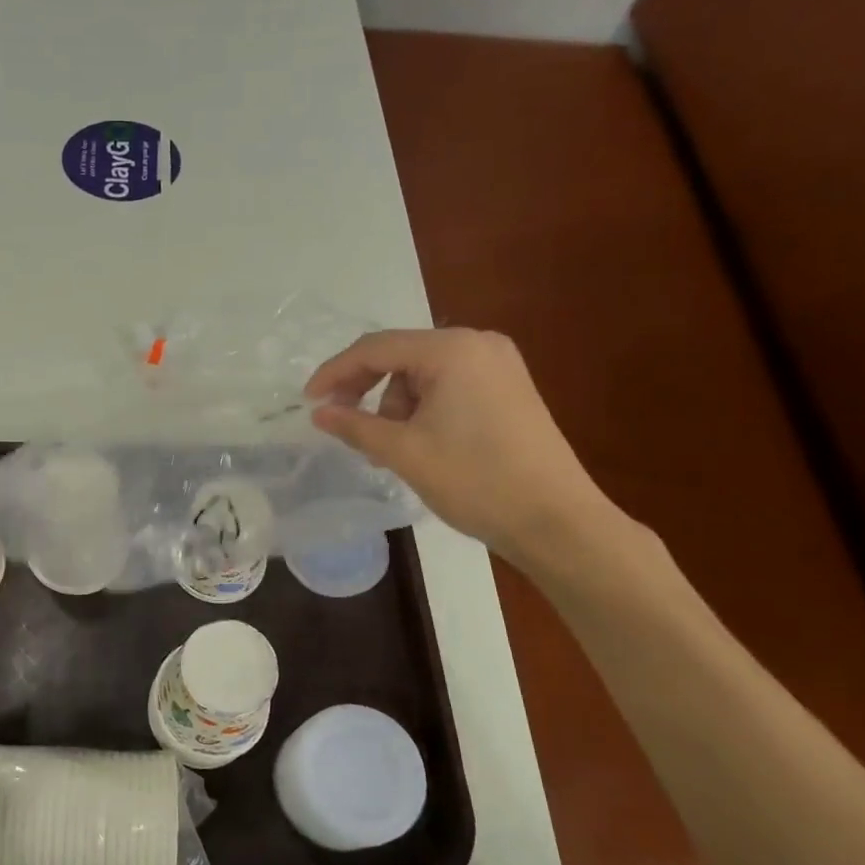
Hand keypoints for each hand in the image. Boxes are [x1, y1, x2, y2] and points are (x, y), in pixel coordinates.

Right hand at [306, 328, 614, 565]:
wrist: (555, 520)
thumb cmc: (474, 480)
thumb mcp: (403, 452)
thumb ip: (355, 425)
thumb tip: (319, 412)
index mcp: (452, 350)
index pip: (375, 348)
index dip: (336, 372)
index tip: (309, 401)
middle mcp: (477, 344)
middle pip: (400, 355)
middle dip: (366, 388)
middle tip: (342, 422)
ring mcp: (498, 364)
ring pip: (423, 373)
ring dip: (395, 403)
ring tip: (389, 448)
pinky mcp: (509, 387)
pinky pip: (448, 384)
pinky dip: (423, 407)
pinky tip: (418, 440)